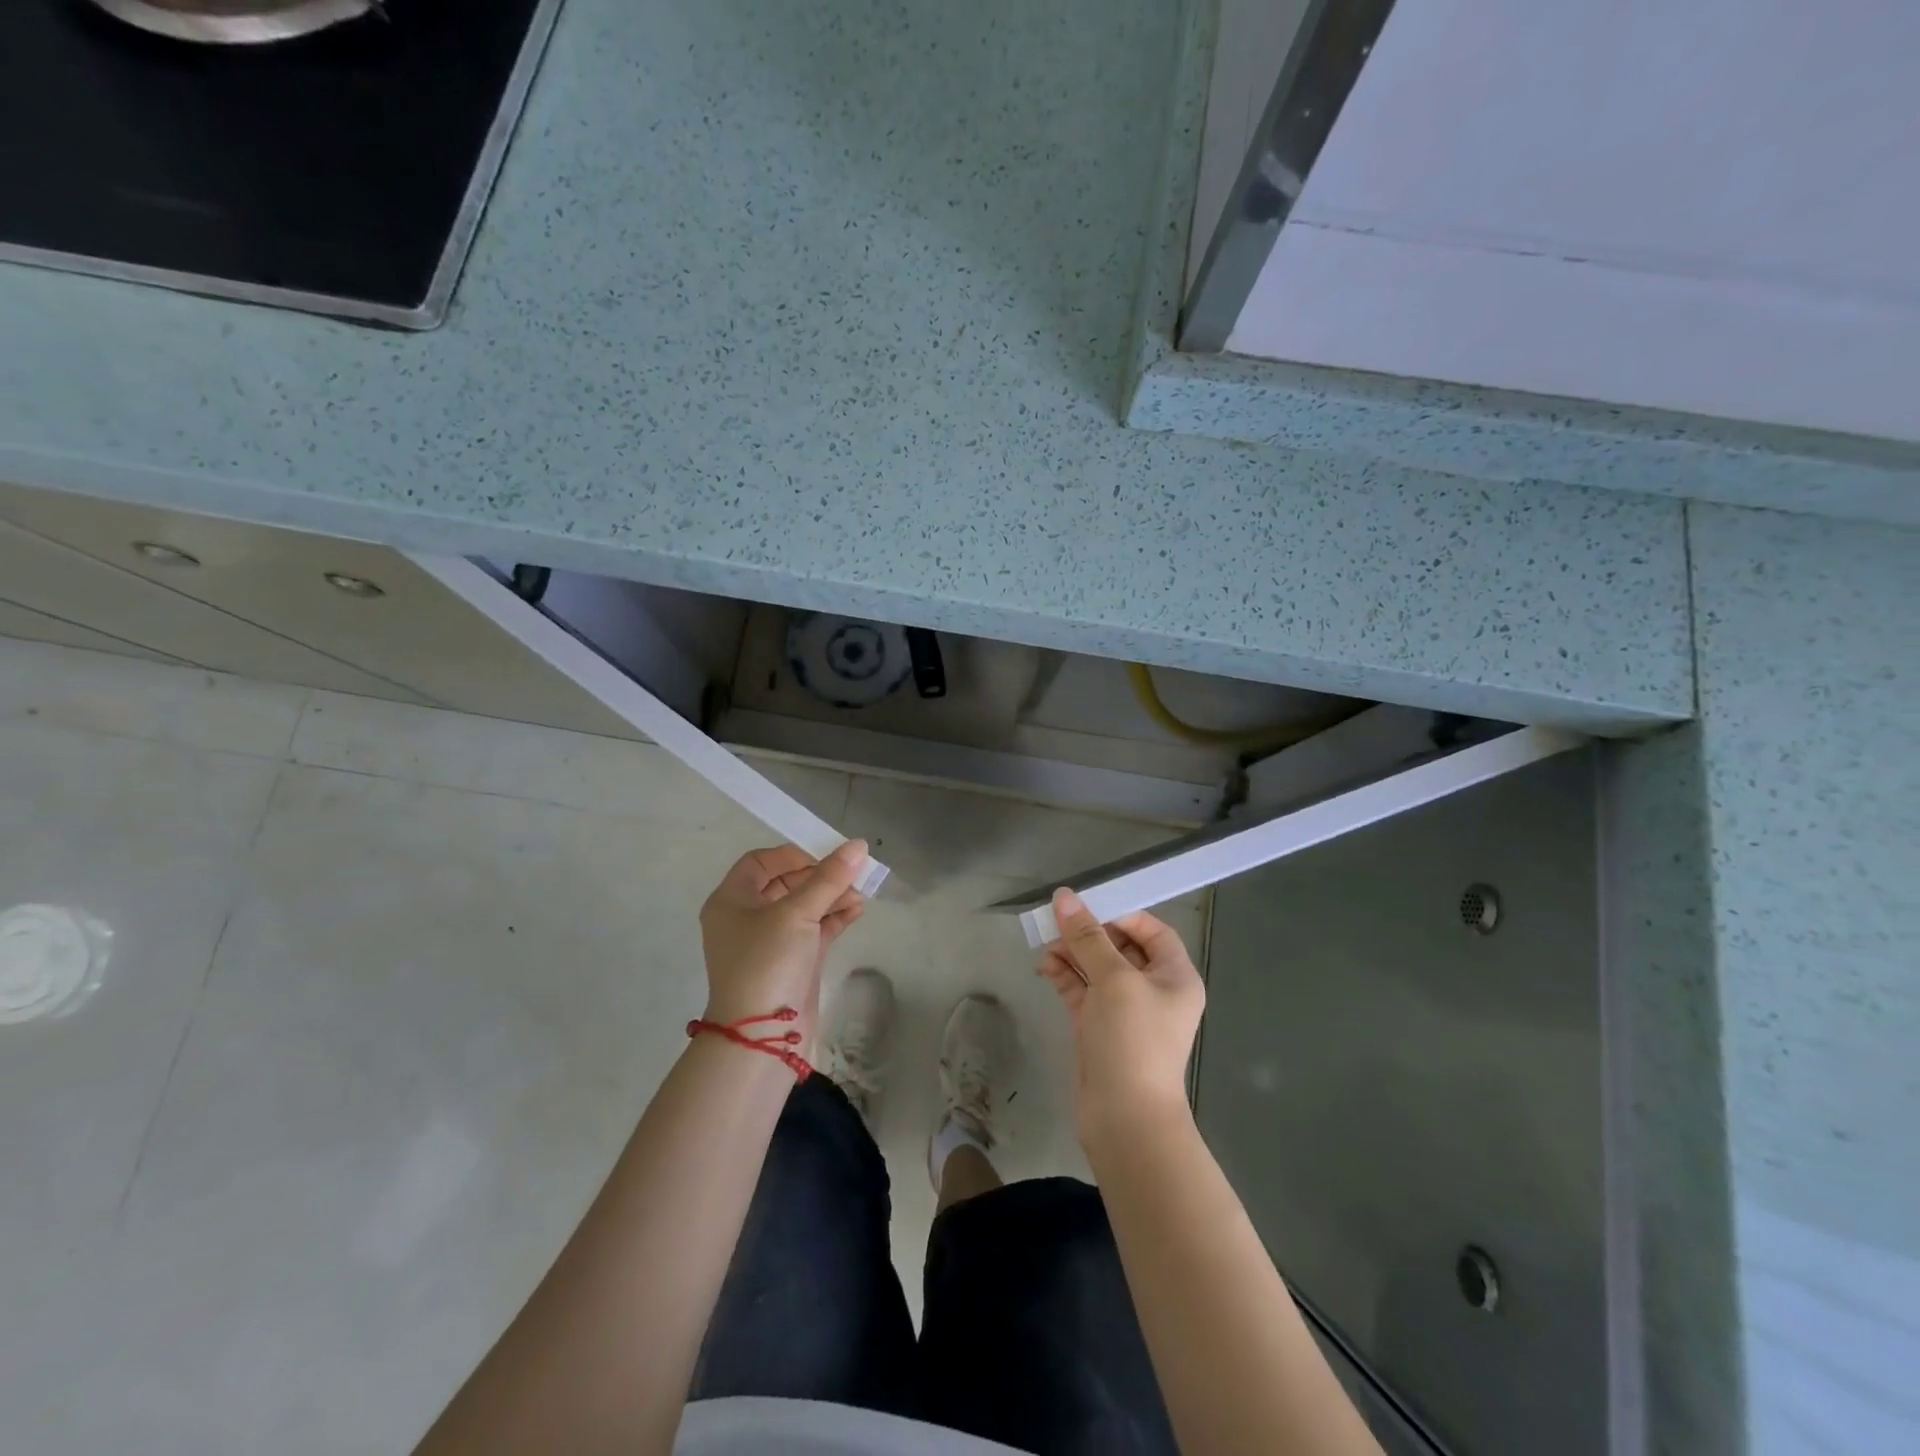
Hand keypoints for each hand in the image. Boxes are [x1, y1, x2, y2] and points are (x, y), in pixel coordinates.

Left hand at [699, 842, 869, 1043]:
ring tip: (861, 892)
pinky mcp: (792, 962)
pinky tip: (858, 910)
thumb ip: (829, 877)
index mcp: (731, 900)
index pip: (761, 862)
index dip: (793, 854)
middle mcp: (746, 918)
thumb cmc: (768, 962)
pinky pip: (814, 930)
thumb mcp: (797, 913)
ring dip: (832, 896)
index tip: (826, 855)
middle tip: (851, 873)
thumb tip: (858, 845)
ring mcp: (770, 942)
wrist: (763, 1037)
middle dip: (820, 876)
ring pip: (804, 907)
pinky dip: (834, 918)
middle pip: (786, 883)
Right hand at [1037, 888, 1204, 1147]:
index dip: (1122, 915)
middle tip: (1057, 922)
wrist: (1125, 1119)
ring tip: (1045, 944)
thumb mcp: (1114, 980)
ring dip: (1072, 953)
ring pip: (1096, 969)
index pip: (1153, 931)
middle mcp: (1154, 991)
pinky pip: (1082, 991)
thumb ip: (1087, 937)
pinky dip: (1065, 976)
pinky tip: (1045, 966)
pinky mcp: (1099, 1029)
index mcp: (1175, 976)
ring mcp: (1125, 1012)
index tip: (1089, 907)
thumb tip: (1064, 896)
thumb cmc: (1133, 1040)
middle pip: (1120, 947)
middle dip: (1089, 934)